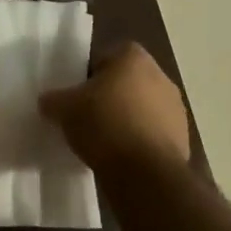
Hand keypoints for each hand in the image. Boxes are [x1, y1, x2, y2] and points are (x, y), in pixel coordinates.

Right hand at [39, 42, 190, 180]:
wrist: (145, 173)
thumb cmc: (104, 124)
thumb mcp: (65, 109)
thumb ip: (54, 100)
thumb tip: (48, 102)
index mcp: (133, 57)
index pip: (104, 58)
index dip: (87, 76)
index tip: (77, 96)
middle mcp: (160, 75)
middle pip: (125, 82)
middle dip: (108, 97)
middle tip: (86, 116)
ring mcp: (176, 108)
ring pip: (140, 108)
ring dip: (125, 119)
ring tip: (103, 141)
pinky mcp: (183, 138)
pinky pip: (152, 133)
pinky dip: (138, 141)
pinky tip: (121, 157)